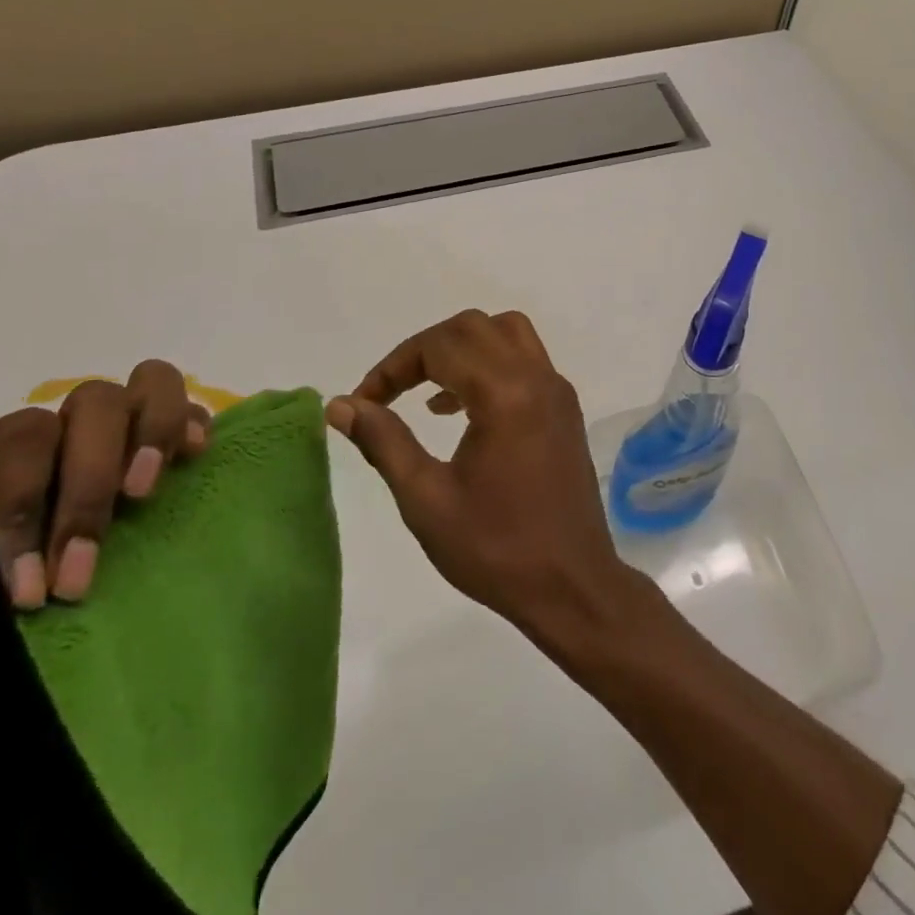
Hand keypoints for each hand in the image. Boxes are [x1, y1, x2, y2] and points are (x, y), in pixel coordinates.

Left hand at [0, 362, 208, 765]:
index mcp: (0, 462)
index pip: (26, 430)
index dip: (27, 498)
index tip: (23, 588)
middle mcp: (68, 449)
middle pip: (91, 404)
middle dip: (87, 484)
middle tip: (81, 569)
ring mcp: (125, 460)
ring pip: (146, 390)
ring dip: (146, 438)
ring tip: (145, 496)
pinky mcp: (174, 484)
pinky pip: (192, 419)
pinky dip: (190, 424)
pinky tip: (192, 455)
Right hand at [328, 310, 644, 644]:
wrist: (573, 587)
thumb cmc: (496, 550)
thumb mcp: (426, 500)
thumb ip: (384, 442)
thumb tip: (341, 404)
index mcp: (505, 394)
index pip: (439, 346)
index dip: (393, 367)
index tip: (364, 401)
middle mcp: (537, 377)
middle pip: (473, 326)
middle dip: (425, 349)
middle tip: (392, 390)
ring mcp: (557, 390)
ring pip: (505, 333)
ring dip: (461, 348)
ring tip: (428, 393)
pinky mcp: (566, 408)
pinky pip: (525, 360)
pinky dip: (490, 363)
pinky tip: (463, 410)